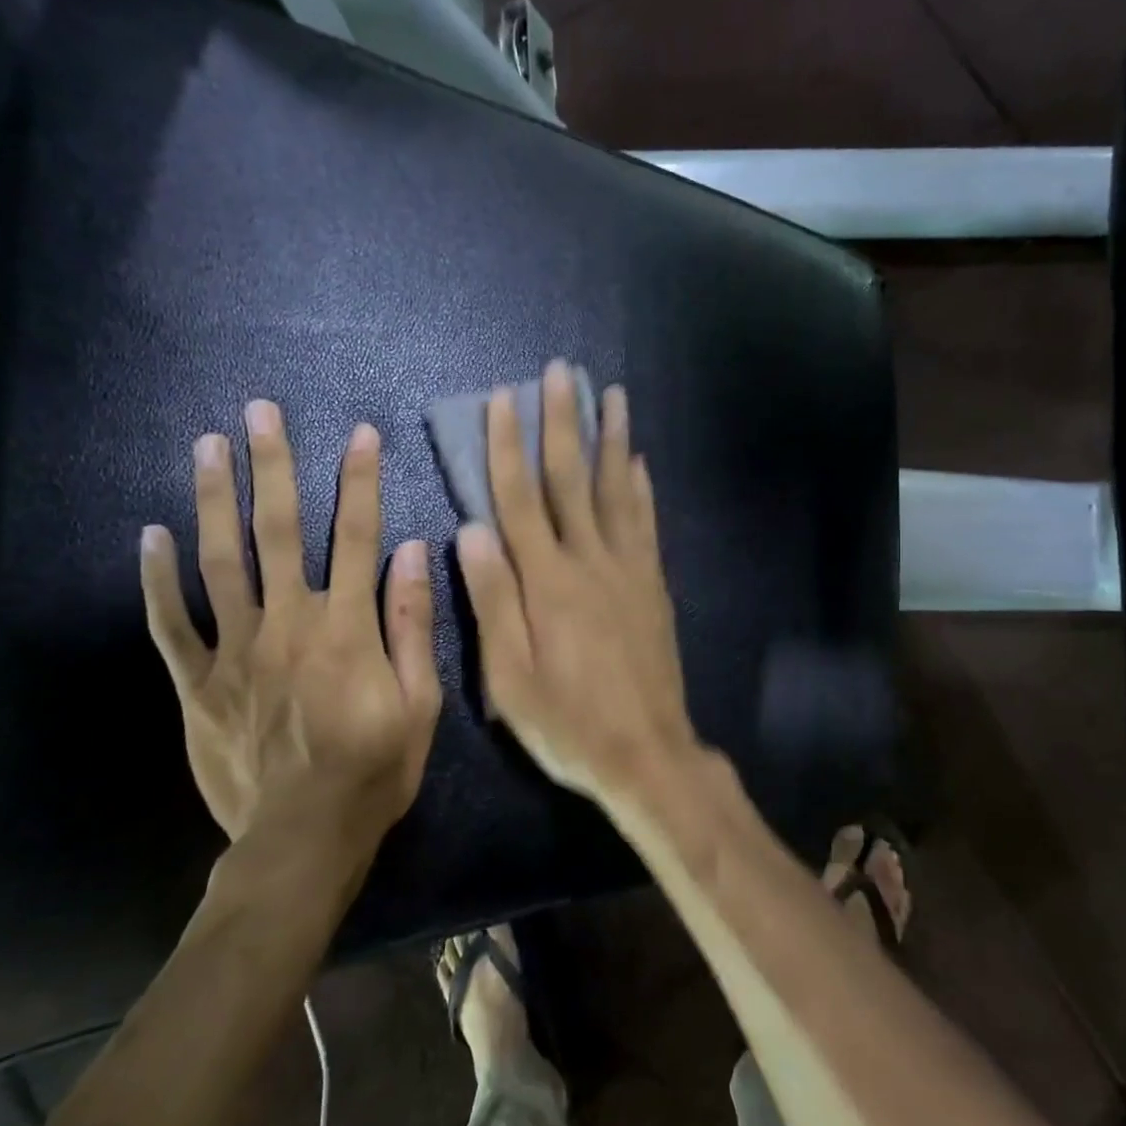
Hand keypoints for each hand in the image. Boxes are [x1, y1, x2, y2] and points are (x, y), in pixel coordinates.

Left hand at [140, 400, 441, 857]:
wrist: (303, 838)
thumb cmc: (375, 769)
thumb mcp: (420, 702)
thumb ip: (411, 624)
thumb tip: (412, 552)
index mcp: (346, 627)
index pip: (357, 536)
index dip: (360, 481)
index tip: (360, 434)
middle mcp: (289, 623)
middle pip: (279, 531)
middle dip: (273, 466)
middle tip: (259, 411)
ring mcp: (236, 651)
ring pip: (221, 562)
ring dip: (215, 499)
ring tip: (208, 445)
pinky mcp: (198, 684)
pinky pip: (172, 624)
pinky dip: (158, 579)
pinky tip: (150, 535)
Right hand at [455, 361, 700, 805]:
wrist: (647, 754)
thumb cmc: (568, 723)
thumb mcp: (510, 677)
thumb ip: (493, 599)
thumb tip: (471, 529)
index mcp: (548, 582)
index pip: (519, 499)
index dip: (508, 447)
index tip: (503, 399)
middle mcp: (590, 562)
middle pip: (572, 480)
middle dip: (563, 422)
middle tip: (561, 371)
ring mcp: (629, 570)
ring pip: (617, 490)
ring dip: (611, 439)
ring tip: (612, 394)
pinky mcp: (654, 585)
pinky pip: (646, 524)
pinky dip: (641, 487)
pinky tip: (639, 461)